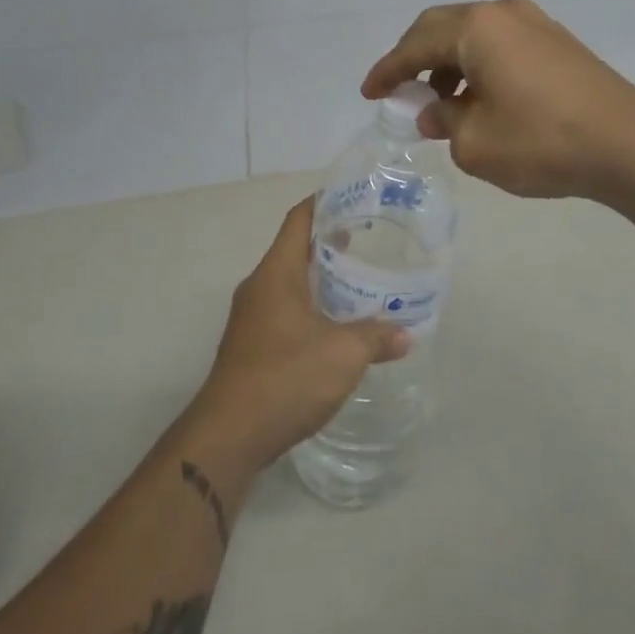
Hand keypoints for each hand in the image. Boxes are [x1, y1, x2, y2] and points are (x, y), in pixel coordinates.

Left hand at [185, 199, 409, 472]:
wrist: (229, 435)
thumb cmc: (286, 377)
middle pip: (294, 249)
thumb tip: (405, 334)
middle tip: (368, 242)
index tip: (353, 198)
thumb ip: (376, 337)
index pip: (299, 220)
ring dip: (320, 279)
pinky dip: (310, 307)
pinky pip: (284, 311)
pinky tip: (335, 328)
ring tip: (357, 283)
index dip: (324, 203)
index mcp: (276, 273)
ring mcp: (251, 317)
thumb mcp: (343, 354)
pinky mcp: (250, 346)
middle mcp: (259, 286)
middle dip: (329, 243)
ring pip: (289, 283)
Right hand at [363, 0, 634, 200]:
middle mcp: (503, 13)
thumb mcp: (475, 143)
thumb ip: (444, 121)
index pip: (414, 46)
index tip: (369, 93)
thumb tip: (436, 112)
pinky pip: (500, 44)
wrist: (630, 146)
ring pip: (473, 35)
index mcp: (476, 29)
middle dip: (414, 58)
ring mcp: (535, 23)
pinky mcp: (557, 42)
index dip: (387, 71)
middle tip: (399, 90)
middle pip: (441, 27)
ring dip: (448, 63)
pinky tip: (480, 99)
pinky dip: (478, 65)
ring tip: (441, 104)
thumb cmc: (542, 142)